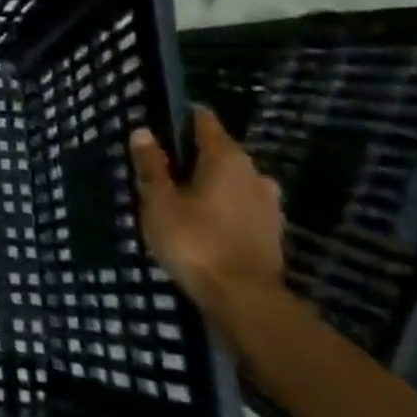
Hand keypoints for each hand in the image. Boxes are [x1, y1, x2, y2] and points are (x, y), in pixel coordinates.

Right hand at [129, 108, 284, 317]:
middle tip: (164, 168)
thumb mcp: (159, 201)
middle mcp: (254, 172)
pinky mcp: (273, 230)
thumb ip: (152, 165)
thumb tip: (143, 131)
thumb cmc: (194, 240)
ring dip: (211, 184)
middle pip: (220, 152)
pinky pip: (242, 205)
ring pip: (233, 181)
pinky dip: (225, 207)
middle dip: (194, 157)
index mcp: (226, 158)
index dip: (183, 118)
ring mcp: (269, 203)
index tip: (162, 122)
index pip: (204, 123)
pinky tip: (206, 222)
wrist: (243, 297)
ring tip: (184, 198)